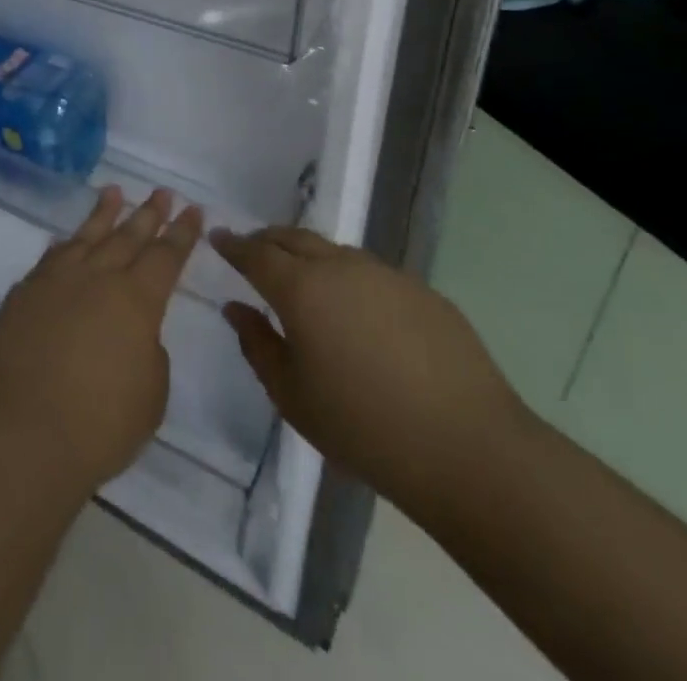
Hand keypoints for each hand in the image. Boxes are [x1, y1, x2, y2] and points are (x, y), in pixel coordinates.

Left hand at [0, 187, 199, 502]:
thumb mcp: (150, 395)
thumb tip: (133, 334)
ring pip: (85, 236)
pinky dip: (64, 246)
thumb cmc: (98, 425)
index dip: (182, 233)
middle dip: (148, 213)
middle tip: (161, 192)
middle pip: (128, 236)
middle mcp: (96, 277)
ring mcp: (54, 281)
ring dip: (103, 213)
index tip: (192, 209)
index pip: (166, 256)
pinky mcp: (22, 295)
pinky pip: (50, 259)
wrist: (20, 434)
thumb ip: (148, 353)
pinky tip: (67, 241)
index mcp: (136, 299)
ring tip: (113, 192)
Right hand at [210, 226, 527, 516]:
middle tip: (253, 250)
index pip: (256, 254)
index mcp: (301, 289)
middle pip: (293, 238)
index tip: (217, 236)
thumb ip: (257, 345)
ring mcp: (385, 274)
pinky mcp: (421, 291)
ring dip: (309, 256)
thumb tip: (236, 308)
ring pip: (334, 251)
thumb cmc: (364, 428)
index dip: (233, 245)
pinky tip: (357, 312)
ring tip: (303, 279)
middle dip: (268, 240)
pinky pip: (370, 273)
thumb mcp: (293, 397)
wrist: (469, 448)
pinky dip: (348, 278)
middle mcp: (340, 267)